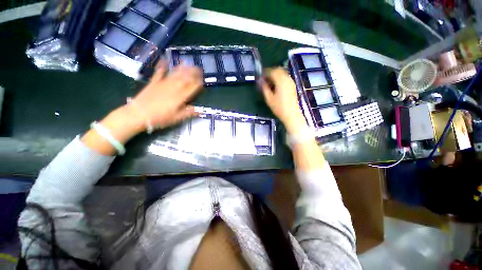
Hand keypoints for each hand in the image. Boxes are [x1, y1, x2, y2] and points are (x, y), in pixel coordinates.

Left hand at [82, 62, 202, 155]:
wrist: (138, 114)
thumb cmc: (160, 118)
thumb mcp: (176, 118)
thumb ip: (188, 113)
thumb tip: (200, 110)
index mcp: (180, 97)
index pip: (191, 88)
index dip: (198, 83)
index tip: (202, 80)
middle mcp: (173, 88)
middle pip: (185, 79)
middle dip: (192, 73)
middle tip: (198, 68)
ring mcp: (163, 84)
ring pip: (175, 74)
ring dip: (182, 68)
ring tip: (188, 62)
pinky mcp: (154, 83)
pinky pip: (159, 73)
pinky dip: (162, 66)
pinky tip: (164, 60)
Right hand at [260, 68, 306, 133]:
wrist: (291, 114)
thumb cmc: (279, 108)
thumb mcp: (269, 99)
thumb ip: (264, 88)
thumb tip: (260, 81)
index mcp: (281, 81)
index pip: (272, 71)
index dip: (265, 72)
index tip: (260, 76)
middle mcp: (287, 79)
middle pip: (278, 70)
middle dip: (270, 72)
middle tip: (264, 78)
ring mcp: (291, 82)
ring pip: (282, 73)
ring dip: (275, 75)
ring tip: (269, 82)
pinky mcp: (293, 85)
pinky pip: (285, 77)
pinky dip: (280, 78)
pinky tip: (276, 85)